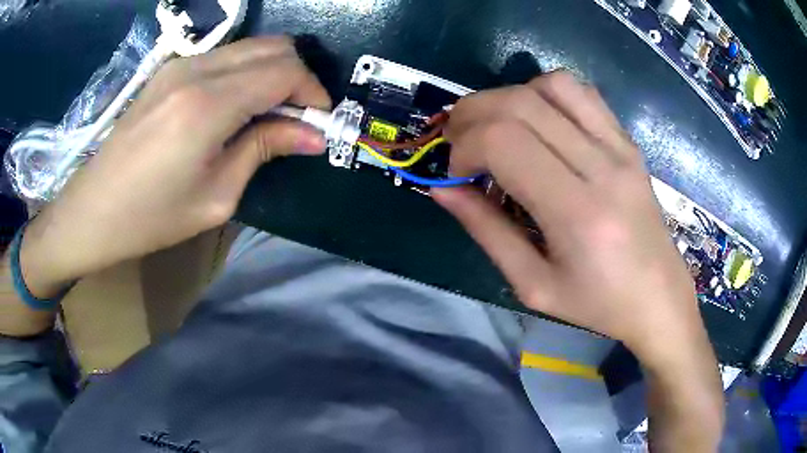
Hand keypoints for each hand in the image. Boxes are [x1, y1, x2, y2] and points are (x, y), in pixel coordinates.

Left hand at [20, 37, 330, 298]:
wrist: (93, 210)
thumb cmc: (151, 217)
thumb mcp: (216, 196)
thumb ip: (264, 150)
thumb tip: (312, 134)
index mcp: (209, 104)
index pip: (285, 71)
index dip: (313, 91)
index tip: (319, 121)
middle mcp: (198, 69)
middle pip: (274, 46)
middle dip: (298, 76)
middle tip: (299, 117)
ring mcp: (181, 64)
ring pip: (251, 47)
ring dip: (272, 73)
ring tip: (270, 113)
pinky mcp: (170, 70)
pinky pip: (226, 57)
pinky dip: (247, 73)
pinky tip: (238, 106)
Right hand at [432, 71, 705, 362]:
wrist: (658, 297)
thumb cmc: (597, 304)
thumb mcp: (532, 284)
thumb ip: (485, 230)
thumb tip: (442, 188)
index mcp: (577, 213)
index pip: (503, 141)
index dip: (464, 147)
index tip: (457, 174)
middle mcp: (602, 166)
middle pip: (520, 103)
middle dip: (472, 114)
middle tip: (461, 144)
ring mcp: (620, 147)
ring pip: (552, 85)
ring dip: (510, 97)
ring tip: (499, 129)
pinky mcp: (629, 142)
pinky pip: (582, 93)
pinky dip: (547, 94)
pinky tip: (540, 122)